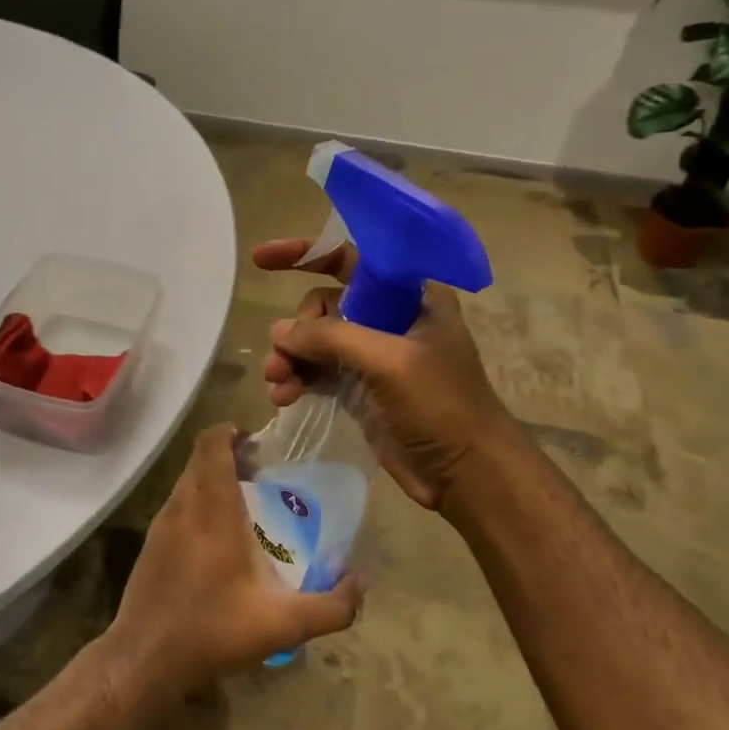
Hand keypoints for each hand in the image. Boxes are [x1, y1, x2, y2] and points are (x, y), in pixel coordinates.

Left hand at [106, 425, 364, 695]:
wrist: (146, 658)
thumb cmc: (215, 629)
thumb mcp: (284, 624)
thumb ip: (332, 605)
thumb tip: (360, 582)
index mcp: (212, 507)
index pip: (212, 442)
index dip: (232, 432)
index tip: (258, 444)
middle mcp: (182, 504)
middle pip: (200, 458)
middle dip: (229, 456)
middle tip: (261, 476)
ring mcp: (161, 524)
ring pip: (187, 483)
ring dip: (212, 481)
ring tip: (245, 508)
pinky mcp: (150, 545)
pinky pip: (177, 507)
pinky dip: (197, 505)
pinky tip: (217, 543)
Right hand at [252, 238, 506, 512]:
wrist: (467, 475)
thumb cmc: (441, 407)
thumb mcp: (389, 362)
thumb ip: (331, 337)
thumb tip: (280, 332)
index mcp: (410, 297)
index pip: (350, 259)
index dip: (306, 254)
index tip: (262, 259)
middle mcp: (390, 319)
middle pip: (324, 305)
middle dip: (297, 329)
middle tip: (281, 359)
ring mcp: (374, 357)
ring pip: (316, 342)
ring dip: (291, 358)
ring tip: (277, 384)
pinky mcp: (361, 390)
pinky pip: (317, 372)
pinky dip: (298, 379)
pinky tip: (283, 397)